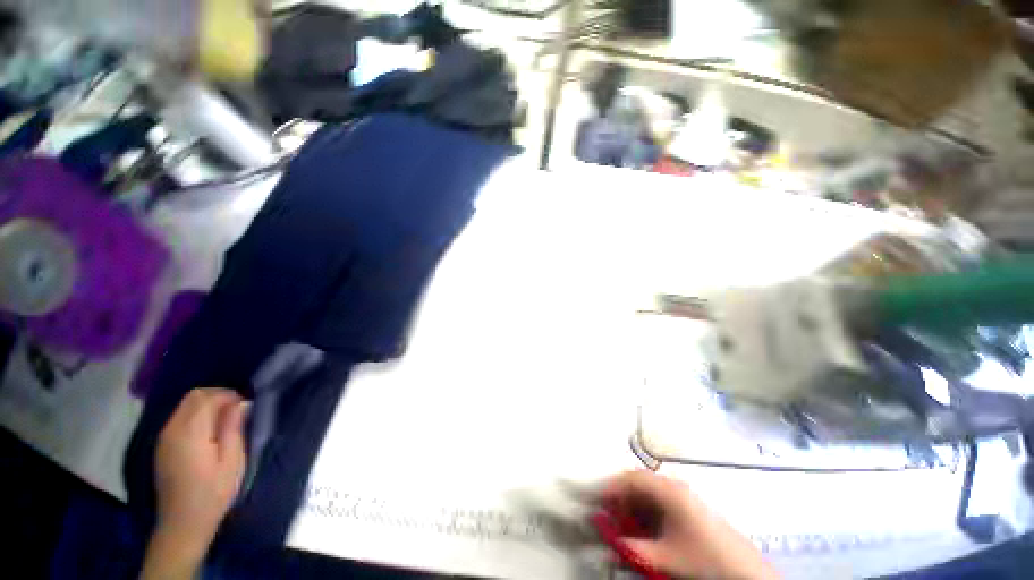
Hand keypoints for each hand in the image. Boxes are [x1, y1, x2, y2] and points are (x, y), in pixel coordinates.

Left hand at [142, 388, 248, 579]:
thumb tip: (241, 404)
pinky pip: (180, 417)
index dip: (229, 395)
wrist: (183, 523)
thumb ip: (233, 428)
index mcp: (190, 432)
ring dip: (207, 405)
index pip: (207, 397)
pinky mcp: (163, 446)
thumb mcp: (232, 461)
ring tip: (226, 422)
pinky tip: (210, 432)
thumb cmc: (213, 492)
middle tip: (237, 411)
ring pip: (185, 406)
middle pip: (193, 397)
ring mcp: (165, 438)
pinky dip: (197, 415)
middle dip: (218, 396)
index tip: (245, 407)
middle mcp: (172, 430)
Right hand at [600, 471, 778, 579]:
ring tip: (622, 526)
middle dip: (620, 499)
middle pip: (638, 484)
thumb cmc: (703, 559)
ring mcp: (683, 498)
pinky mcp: (689, 511)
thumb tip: (607, 542)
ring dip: (632, 508)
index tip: (595, 500)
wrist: (745, 574)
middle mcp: (674, 488)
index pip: (630, 478)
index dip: (610, 487)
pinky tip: (643, 532)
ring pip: (648, 495)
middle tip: (607, 516)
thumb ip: (632, 549)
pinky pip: (659, 506)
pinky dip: (645, 516)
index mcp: (668, 490)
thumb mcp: (663, 557)